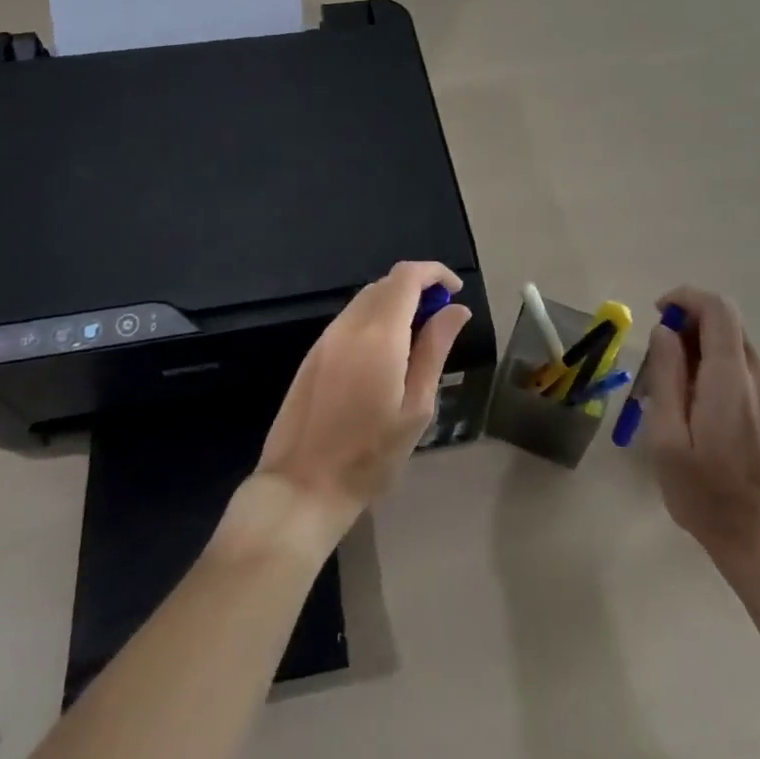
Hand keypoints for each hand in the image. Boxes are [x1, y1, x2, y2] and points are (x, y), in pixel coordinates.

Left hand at [254, 261, 470, 534]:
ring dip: (394, 304)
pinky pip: (349, 320)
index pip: (406, 277)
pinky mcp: (313, 354)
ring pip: (365, 300)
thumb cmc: (371, 454)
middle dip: (417, 289)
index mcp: (378, 335)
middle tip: (440, 322)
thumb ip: (435, 350)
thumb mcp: (416, 407)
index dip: (435, 272)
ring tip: (416, 341)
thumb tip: (456, 310)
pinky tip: (385, 356)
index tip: (456, 292)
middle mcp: (348, 325)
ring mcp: (326, 338)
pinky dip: (374, 320)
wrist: (303, 486)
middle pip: (385, 284)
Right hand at [640, 286, 759, 570]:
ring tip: (672, 387)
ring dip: (701, 347)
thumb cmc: (707, 496)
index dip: (686, 297)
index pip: (718, 309)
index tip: (658, 314)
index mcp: (731, 378)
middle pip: (727, 323)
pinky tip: (697, 405)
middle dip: (688, 324)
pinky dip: (716, 366)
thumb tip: (664, 333)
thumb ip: (666, 378)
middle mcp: (759, 376)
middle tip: (658, 359)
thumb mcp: (668, 439)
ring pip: (735, 345)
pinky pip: (743, 368)